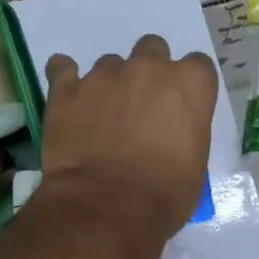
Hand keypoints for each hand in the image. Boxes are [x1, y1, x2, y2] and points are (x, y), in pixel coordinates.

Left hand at [39, 34, 218, 245]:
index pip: (197, 65)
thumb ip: (185, 129)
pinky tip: (67, 97)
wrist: (107, 209)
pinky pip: (62, 69)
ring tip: (100, 117)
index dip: (186, 86)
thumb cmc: (163, 195)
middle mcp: (147, 68)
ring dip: (109, 84)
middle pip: (152, 50)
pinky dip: (65, 79)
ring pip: (109, 64)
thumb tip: (169, 129)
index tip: (178, 106)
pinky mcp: (65, 90)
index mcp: (188, 84)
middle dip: (147, 73)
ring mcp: (103, 76)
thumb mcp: (195, 163)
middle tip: (139, 106)